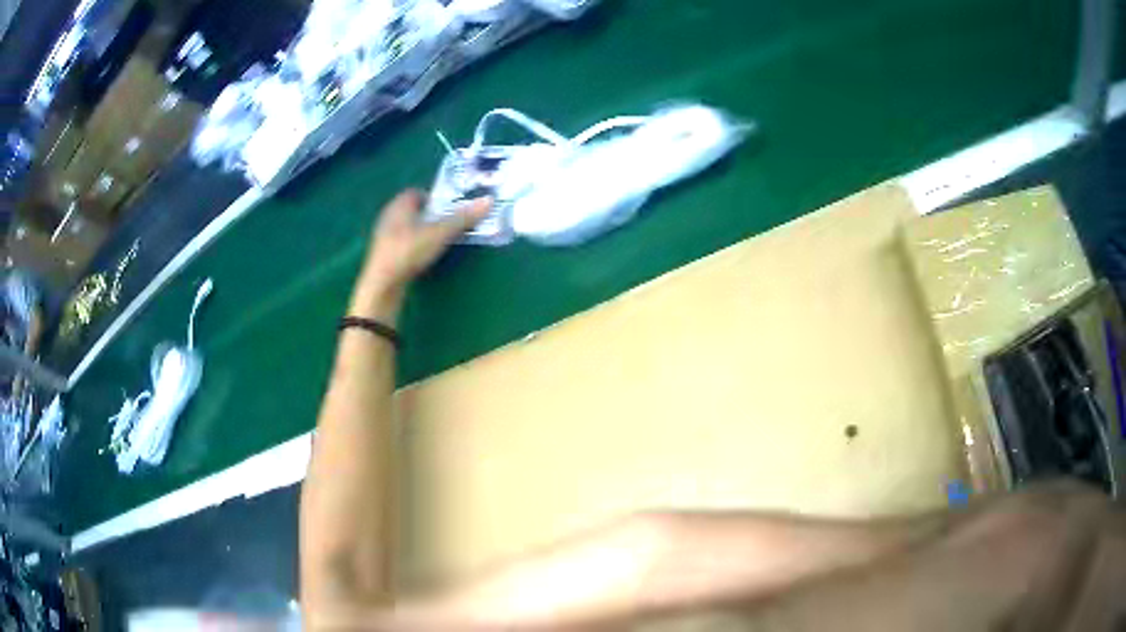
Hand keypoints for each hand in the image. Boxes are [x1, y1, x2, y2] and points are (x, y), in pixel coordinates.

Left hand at [349, 189, 490, 323]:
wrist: (382, 285)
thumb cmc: (409, 251)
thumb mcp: (440, 233)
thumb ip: (463, 218)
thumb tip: (489, 200)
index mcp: (399, 205)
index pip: (417, 192)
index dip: (434, 197)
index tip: (450, 207)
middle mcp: (389, 216)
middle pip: (413, 210)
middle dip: (431, 214)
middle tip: (449, 223)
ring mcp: (384, 237)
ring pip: (407, 227)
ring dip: (423, 231)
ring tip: (440, 240)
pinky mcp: (384, 255)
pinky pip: (403, 243)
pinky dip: (415, 246)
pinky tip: (424, 256)